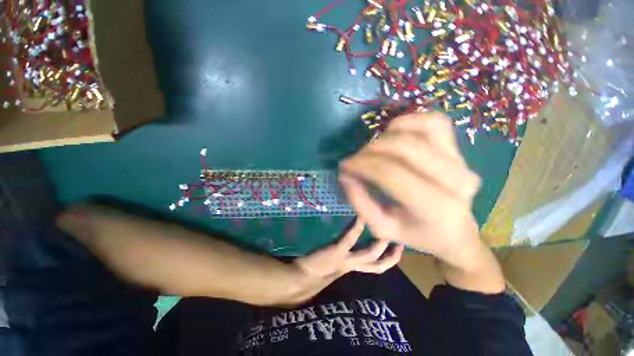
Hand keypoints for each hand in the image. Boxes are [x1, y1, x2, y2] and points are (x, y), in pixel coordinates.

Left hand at [294, 218, 404, 277]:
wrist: (300, 278)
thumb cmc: (315, 269)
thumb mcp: (333, 262)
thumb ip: (343, 254)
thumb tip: (350, 241)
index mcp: (353, 267)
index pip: (375, 266)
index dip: (388, 259)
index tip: (396, 248)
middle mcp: (353, 265)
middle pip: (378, 264)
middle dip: (392, 257)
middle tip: (402, 243)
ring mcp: (346, 259)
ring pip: (370, 254)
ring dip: (380, 243)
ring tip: (386, 227)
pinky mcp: (337, 251)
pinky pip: (350, 239)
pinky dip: (357, 228)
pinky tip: (361, 216)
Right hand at [338, 113, 481, 266]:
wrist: (454, 231)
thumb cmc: (416, 233)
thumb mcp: (381, 227)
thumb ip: (360, 203)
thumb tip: (345, 175)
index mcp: (434, 207)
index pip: (390, 174)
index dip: (362, 165)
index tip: (344, 166)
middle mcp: (454, 180)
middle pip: (403, 148)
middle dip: (370, 151)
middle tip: (355, 159)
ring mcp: (461, 160)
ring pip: (418, 131)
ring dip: (385, 136)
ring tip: (372, 150)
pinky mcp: (459, 148)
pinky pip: (433, 122)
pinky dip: (407, 122)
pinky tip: (393, 134)